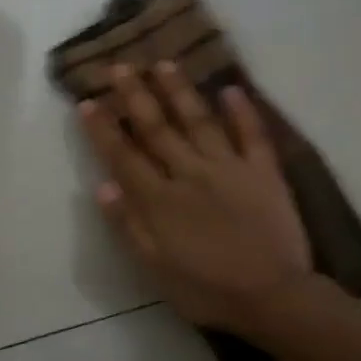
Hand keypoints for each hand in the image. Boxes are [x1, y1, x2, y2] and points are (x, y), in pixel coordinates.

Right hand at [79, 61, 311, 332]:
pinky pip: (252, 135)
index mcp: (160, 200)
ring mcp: (229, 168)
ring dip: (179, 90)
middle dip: (136, 96)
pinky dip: (242, 111)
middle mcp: (190, 173)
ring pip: (199, 121)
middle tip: (120, 66)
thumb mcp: (155, 269)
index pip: (124, 156)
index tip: (87, 101)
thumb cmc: (207, 290)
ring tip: (164, 63)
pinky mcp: (264, 172)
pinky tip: (231, 89)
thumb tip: (102, 186)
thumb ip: (129, 226)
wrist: (272, 297)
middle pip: (157, 128)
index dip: (103, 128)